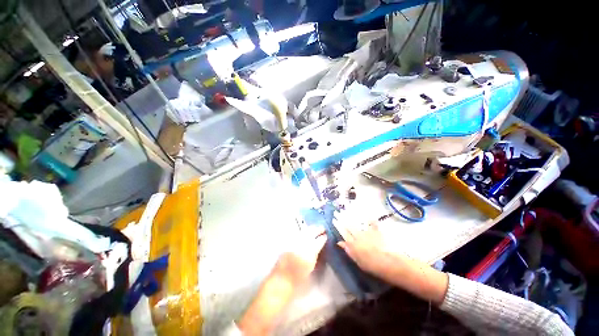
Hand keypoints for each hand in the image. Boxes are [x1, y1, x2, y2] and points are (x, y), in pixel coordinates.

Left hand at [238, 226, 325, 335]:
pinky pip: (297, 235)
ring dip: (310, 229)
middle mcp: (301, 245)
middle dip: (317, 229)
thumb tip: (318, 247)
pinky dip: (303, 232)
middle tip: (322, 228)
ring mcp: (294, 243)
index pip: (318, 242)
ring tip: (315, 228)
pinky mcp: (288, 243)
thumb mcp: (310, 267)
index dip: (322, 238)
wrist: (280, 281)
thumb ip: (314, 255)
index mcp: (308, 253)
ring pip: (303, 232)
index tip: (326, 235)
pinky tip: (305, 232)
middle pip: (310, 233)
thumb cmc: (297, 280)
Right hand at [337, 222, 448, 303]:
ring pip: (358, 223)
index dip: (338, 225)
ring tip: (346, 210)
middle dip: (342, 218)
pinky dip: (371, 220)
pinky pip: (373, 224)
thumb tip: (340, 243)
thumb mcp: (359, 261)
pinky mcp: (377, 232)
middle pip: (349, 226)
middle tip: (337, 211)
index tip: (333, 219)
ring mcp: (368, 232)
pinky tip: (369, 216)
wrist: (391, 263)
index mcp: (354, 243)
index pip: (343, 232)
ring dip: (351, 216)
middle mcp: (360, 236)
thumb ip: (349, 251)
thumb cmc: (374, 266)